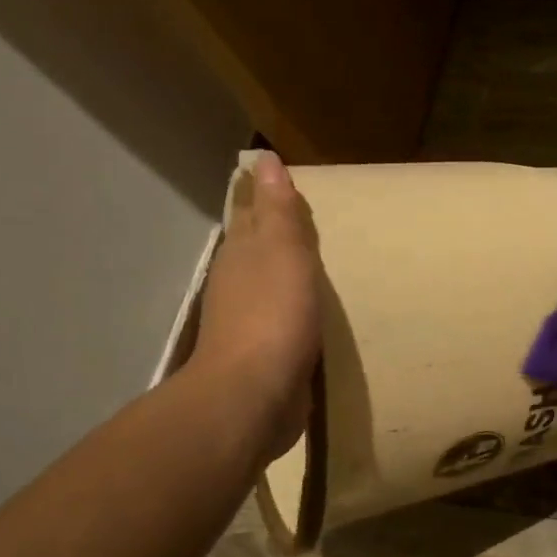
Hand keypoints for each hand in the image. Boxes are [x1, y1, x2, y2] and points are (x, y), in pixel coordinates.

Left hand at [187, 152, 321, 459]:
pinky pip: (285, 322)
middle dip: (276, 234)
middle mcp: (238, 284)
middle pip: (258, 250)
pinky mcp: (266, 357)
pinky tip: (314, 314)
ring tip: (317, 263)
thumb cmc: (272, 315)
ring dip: (287, 274)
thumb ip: (278, 211)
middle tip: (308, 219)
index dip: (264, 198)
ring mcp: (250, 323)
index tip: (281, 182)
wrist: (254, 395)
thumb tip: (265, 161)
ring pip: (270, 286)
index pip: (251, 215)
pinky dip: (297, 311)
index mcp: (242, 254)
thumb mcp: (282, 252)